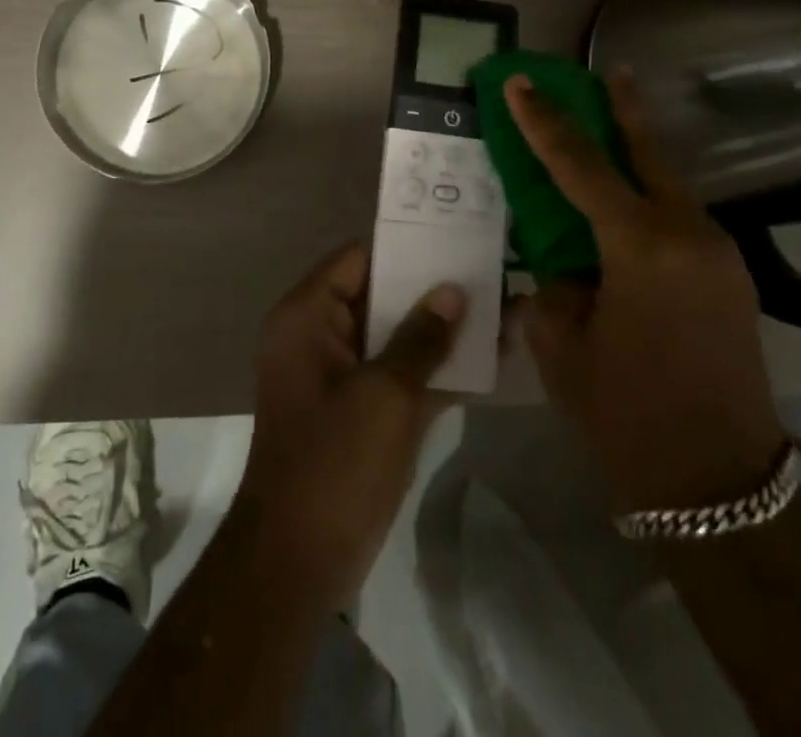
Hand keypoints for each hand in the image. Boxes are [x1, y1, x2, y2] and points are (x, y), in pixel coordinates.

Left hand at [234, 244, 464, 608]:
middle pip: (382, 295)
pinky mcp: (362, 411)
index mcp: (309, 316)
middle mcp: (321, 335)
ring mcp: (343, 375)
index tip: (456, 238)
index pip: (359, 259)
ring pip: (397, 337)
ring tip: (503, 308)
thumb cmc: (334, 462)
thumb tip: (453, 291)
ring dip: (443, 330)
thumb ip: (422, 338)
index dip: (406, 246)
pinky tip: (492, 360)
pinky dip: (438, 369)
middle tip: (491, 272)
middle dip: (434, 289)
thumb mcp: (384, 394)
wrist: (298, 562)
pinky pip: (402, 375)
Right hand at [507, 71, 784, 511]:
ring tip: (610, 125)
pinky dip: (650, 194)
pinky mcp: (729, 275)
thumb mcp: (562, 343)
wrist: (720, 486)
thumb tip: (558, 254)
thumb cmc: (626, 414)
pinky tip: (628, 200)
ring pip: (669, 182)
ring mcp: (718, 253)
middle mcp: (688, 234)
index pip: (581, 166)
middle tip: (602, 72)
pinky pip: (681, 216)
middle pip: (648, 152)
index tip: (521, 83)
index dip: (545, 122)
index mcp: (641, 248)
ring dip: (637, 153)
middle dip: (621, 109)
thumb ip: (555, 281)